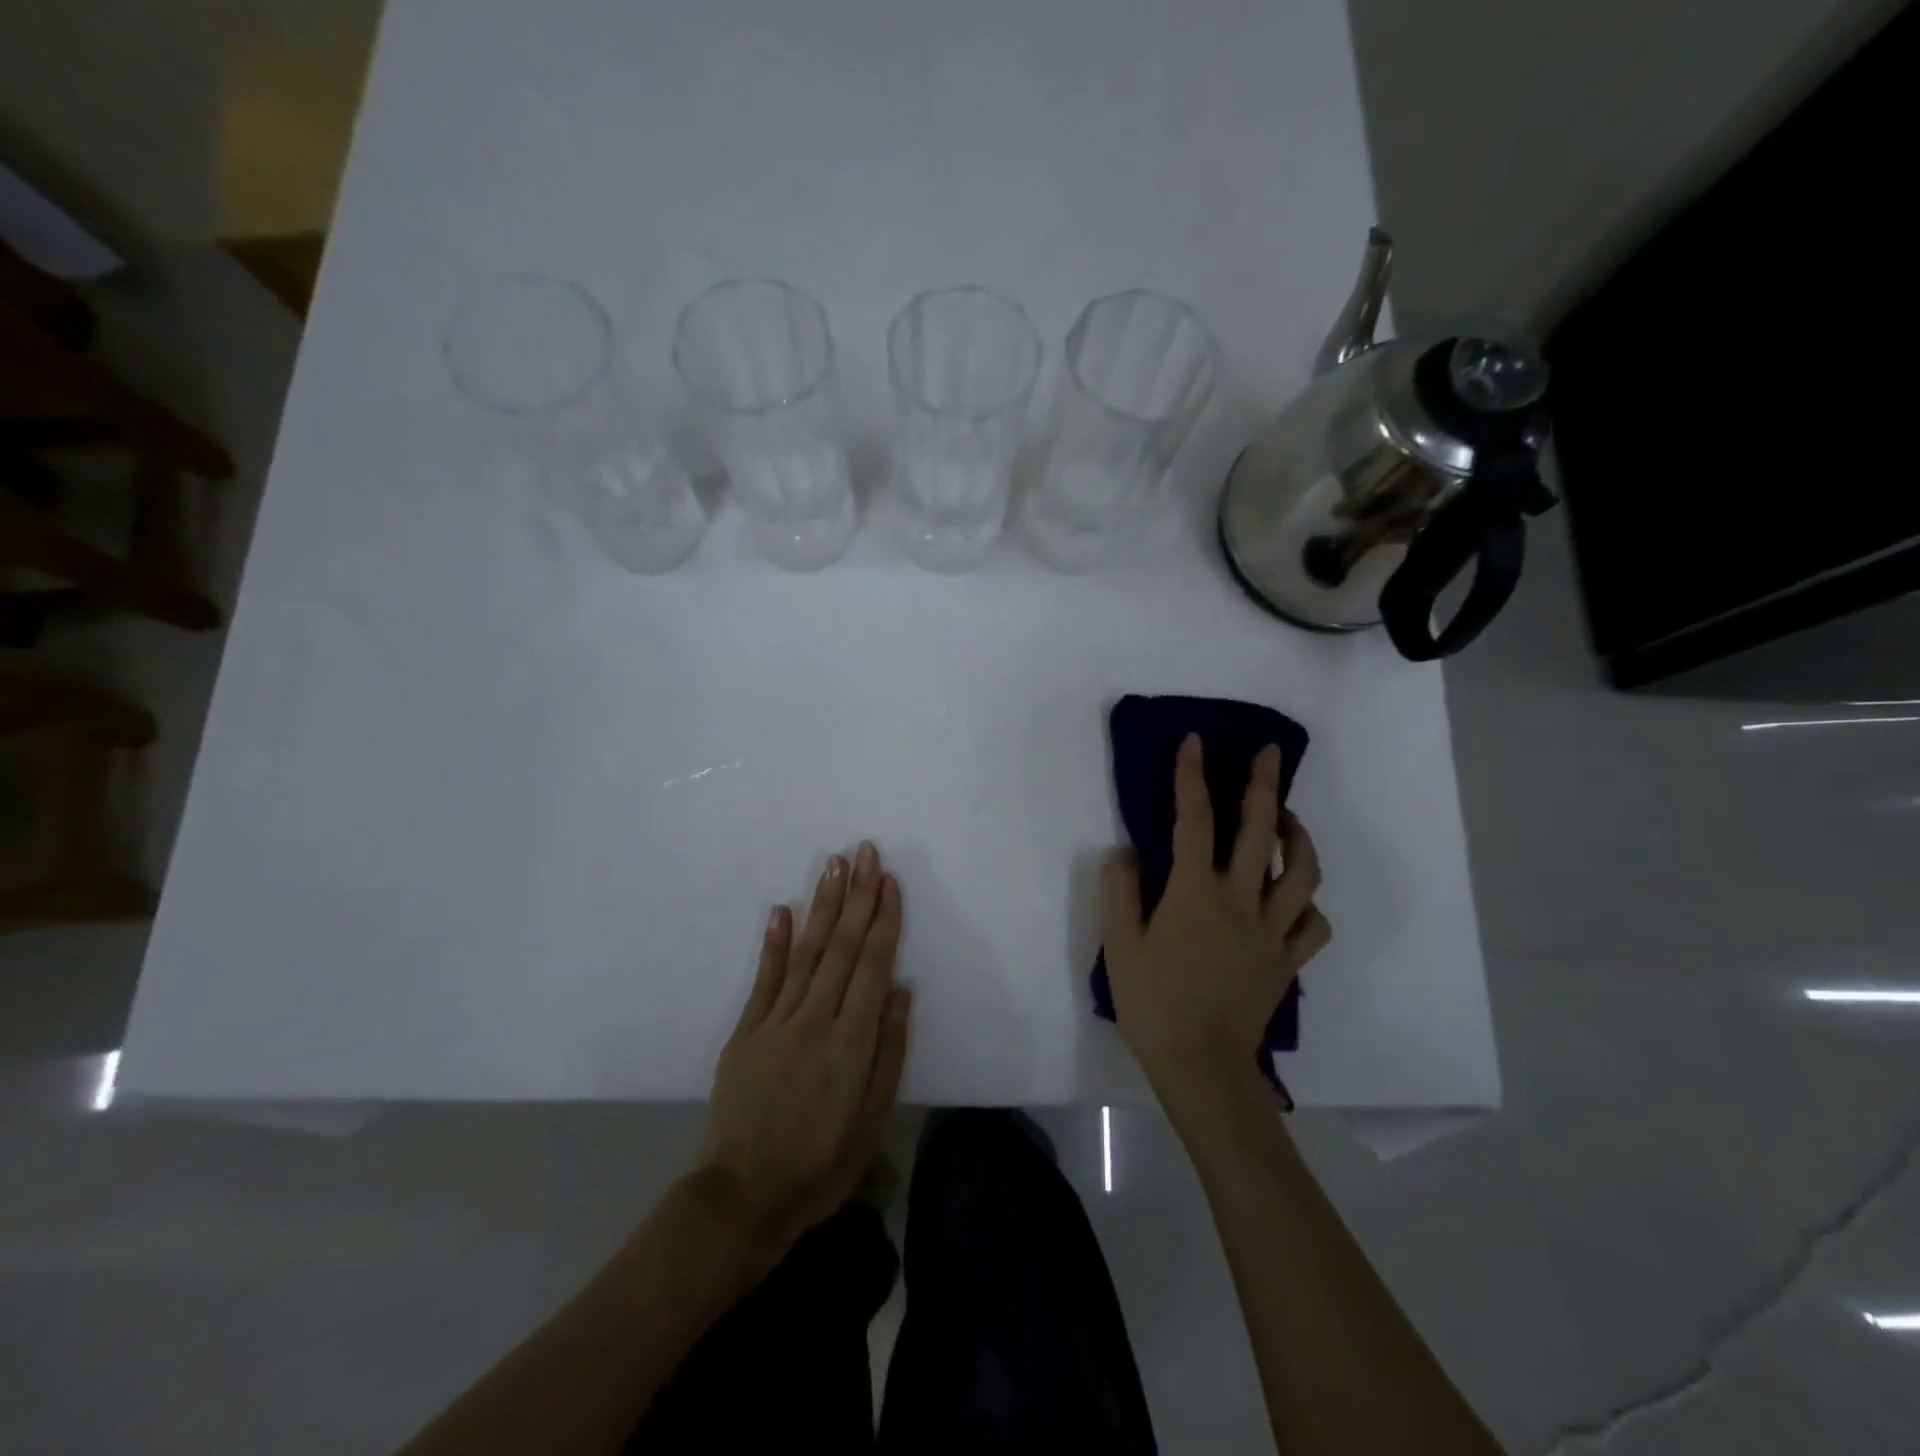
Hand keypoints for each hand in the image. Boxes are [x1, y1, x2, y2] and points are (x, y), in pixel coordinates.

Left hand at [695, 841, 911, 1260]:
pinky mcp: (745, 1031)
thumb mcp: (873, 1120)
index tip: (889, 880)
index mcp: (851, 1042)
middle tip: (863, 851)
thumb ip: (889, 1051)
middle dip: (855, 896)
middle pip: (840, 947)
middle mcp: (814, 1019)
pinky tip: (782, 910)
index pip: (871, 966)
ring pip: (805, 952)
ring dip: (821, 905)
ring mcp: (775, 1022)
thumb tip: (901, 991)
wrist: (743, 1197)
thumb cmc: (822, 1164)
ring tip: (832, 865)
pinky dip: (773, 943)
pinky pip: (763, 979)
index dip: (882, 920)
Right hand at [1101, 733, 1329, 1100]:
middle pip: (1259, 832)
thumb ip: (1120, 891)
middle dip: (1263, 785)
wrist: (1201, 1066)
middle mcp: (1240, 901)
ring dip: (1298, 837)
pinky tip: (1295, 897)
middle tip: (1268, 754)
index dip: (1191, 778)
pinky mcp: (1288, 961)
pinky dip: (1308, 903)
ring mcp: (1272, 931)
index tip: (1193, 743)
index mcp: (1194, 893)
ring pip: (1301, 873)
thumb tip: (1127, 853)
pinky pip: (1312, 924)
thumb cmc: (1153, 1002)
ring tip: (1288, 819)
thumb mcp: (1119, 944)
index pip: (1193, 821)